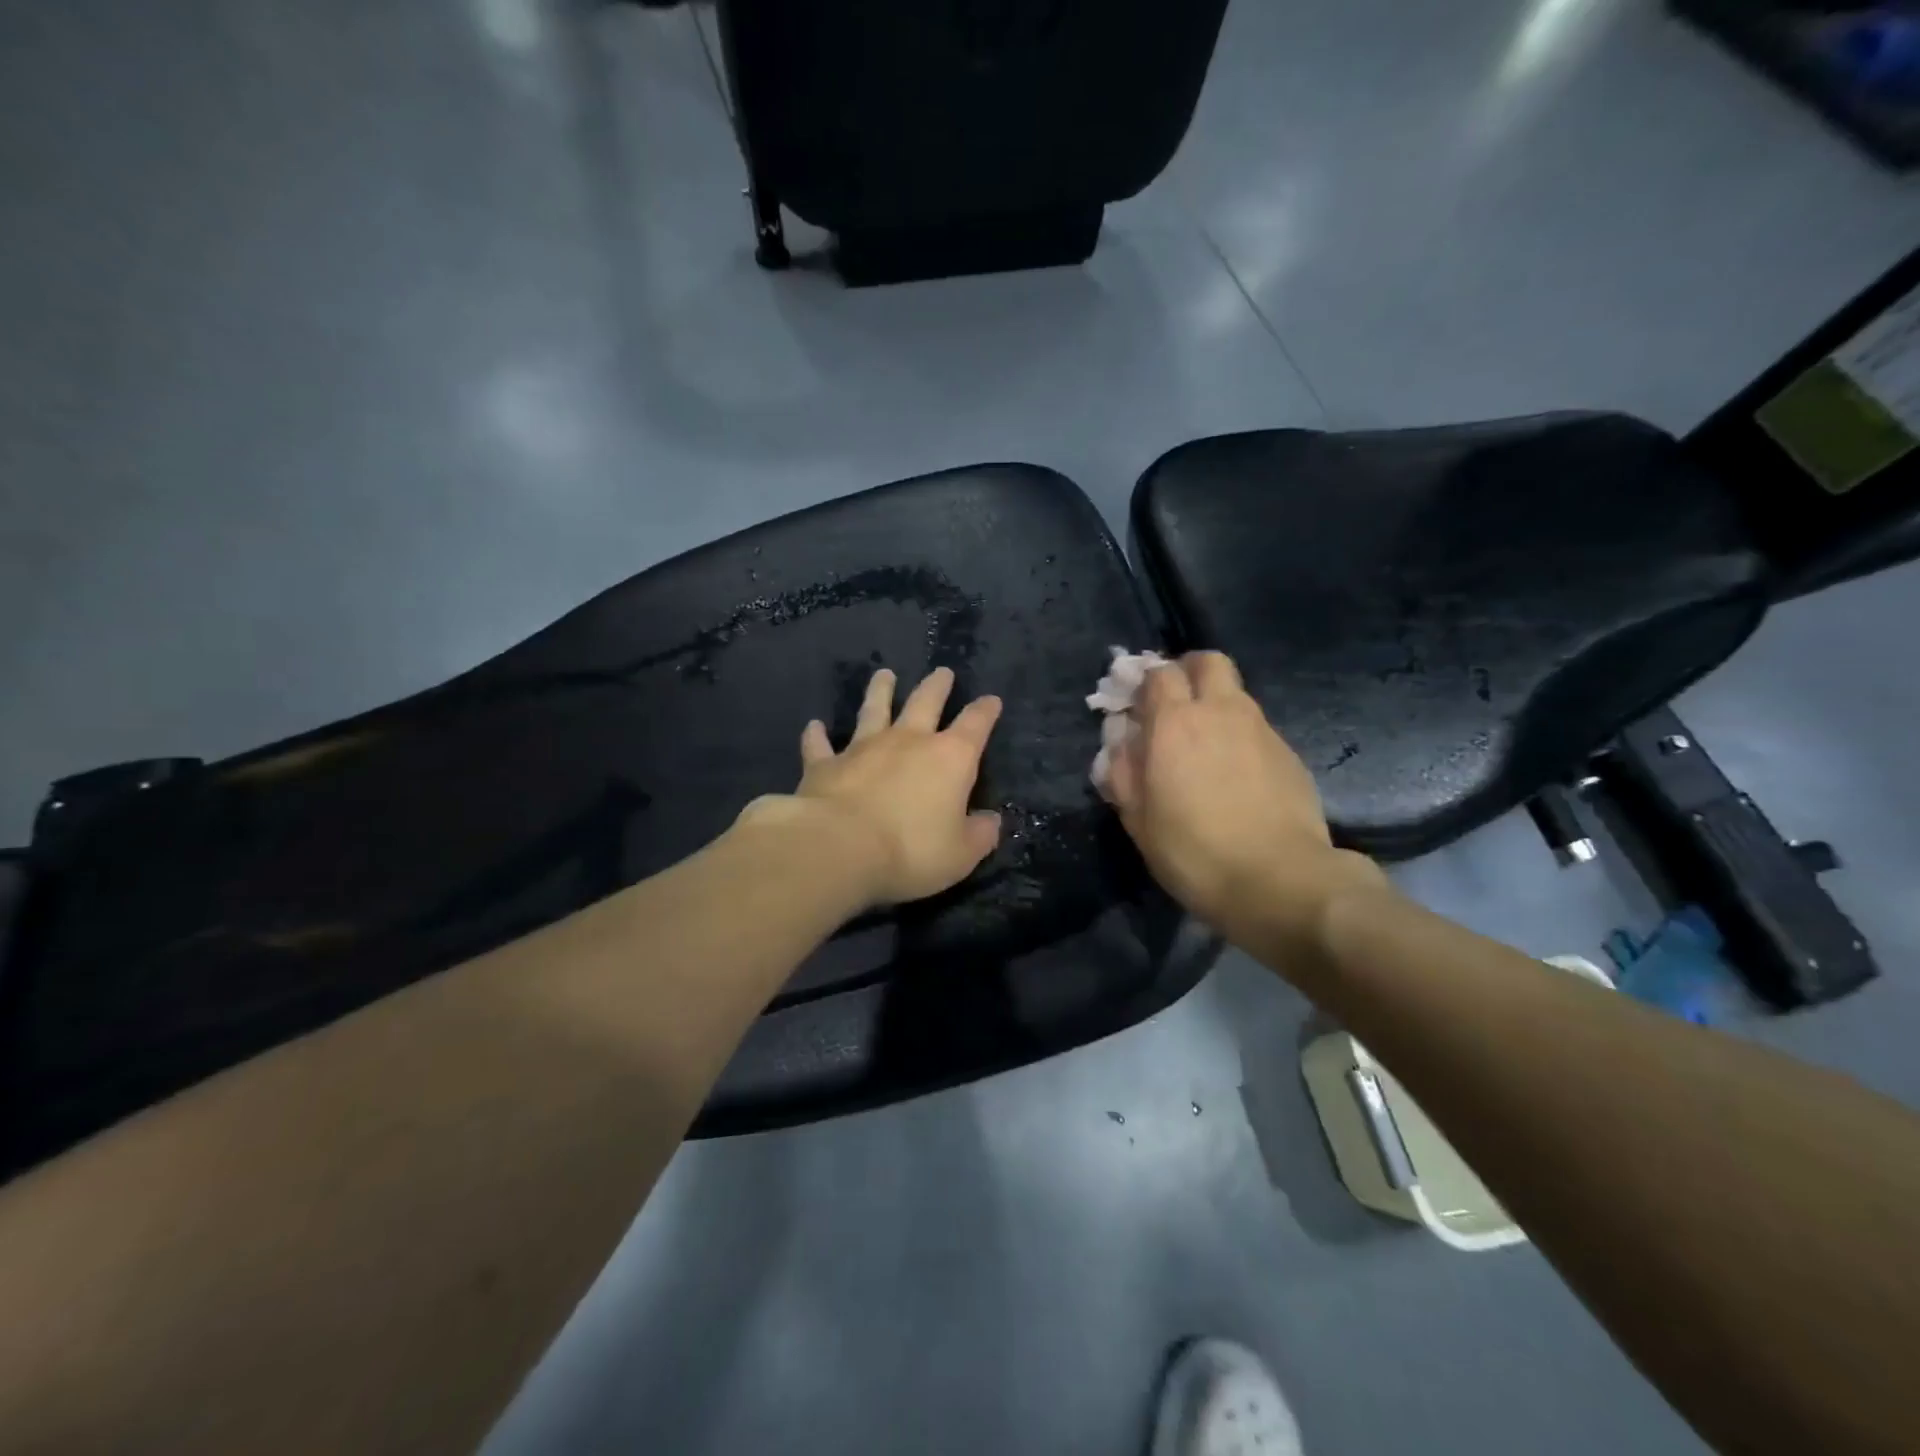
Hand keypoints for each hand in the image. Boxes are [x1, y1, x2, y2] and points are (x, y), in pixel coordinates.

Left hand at [737, 667, 1002, 908]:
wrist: (839, 847)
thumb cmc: (911, 850)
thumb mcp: (960, 854)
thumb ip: (979, 835)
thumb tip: (992, 821)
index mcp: (950, 758)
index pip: (975, 725)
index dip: (985, 711)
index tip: (991, 700)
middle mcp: (908, 741)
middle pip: (925, 702)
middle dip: (937, 686)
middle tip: (942, 672)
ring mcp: (863, 747)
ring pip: (874, 708)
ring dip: (880, 690)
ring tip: (884, 674)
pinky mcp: (825, 764)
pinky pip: (820, 744)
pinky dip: (817, 735)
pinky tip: (813, 726)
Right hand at [1099, 651, 1384, 946]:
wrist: (1278, 880)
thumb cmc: (1193, 851)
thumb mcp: (1137, 819)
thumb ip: (1122, 771)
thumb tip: (1120, 742)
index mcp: (1174, 722)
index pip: (1159, 673)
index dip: (1145, 682)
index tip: (1137, 706)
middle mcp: (1221, 712)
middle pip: (1208, 662)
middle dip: (1188, 671)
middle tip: (1176, 705)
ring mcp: (1261, 729)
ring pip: (1236, 693)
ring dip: (1216, 704)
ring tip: (1206, 745)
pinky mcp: (1289, 753)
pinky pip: (1257, 728)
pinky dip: (1241, 736)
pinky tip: (1237, 775)